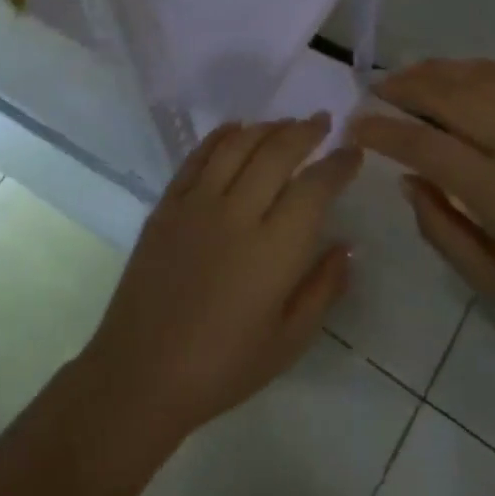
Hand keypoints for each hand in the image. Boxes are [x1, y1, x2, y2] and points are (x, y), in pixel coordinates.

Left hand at [78, 116, 361, 443]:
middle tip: (323, 122)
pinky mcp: (166, 205)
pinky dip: (220, 136)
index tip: (353, 153)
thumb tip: (346, 245)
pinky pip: (196, 157)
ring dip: (266, 127)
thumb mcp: (289, 341)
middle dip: (305, 131)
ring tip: (285, 123)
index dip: (338, 164)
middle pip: (276, 152)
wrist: (141, 372)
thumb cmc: (223, 367)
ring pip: (236, 145)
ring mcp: (196, 204)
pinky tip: (235, 128)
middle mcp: (236, 213)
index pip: (314, 187)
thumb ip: (323, 288)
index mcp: (273, 249)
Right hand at [348, 59, 494, 361]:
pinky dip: (479, 71)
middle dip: (404, 88)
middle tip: (375, 89)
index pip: (424, 145)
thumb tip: (408, 181)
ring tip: (409, 75)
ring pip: (482, 78)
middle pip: (450, 96)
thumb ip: (442, 229)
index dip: (383, 131)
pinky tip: (461, 75)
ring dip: (438, 71)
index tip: (356, 125)